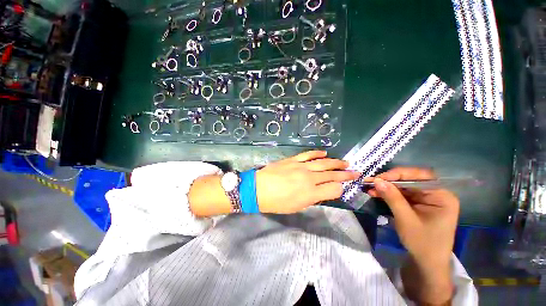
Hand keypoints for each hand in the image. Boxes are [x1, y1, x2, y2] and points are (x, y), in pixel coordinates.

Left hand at [256, 150, 359, 213]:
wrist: (258, 189)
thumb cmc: (276, 203)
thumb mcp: (296, 206)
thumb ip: (312, 198)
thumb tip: (322, 191)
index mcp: (311, 193)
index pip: (333, 189)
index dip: (341, 189)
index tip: (343, 187)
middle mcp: (309, 178)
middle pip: (332, 174)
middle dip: (345, 174)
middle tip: (355, 172)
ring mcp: (301, 166)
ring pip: (323, 163)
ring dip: (335, 162)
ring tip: (345, 162)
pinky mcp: (293, 160)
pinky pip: (308, 154)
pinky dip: (317, 153)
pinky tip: (324, 153)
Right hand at [366, 167, 458, 303]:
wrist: (427, 263)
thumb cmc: (422, 243)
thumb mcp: (406, 220)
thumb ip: (392, 198)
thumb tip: (377, 180)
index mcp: (442, 196)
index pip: (420, 177)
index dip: (398, 174)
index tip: (378, 178)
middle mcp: (436, 193)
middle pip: (410, 180)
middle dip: (389, 181)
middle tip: (371, 182)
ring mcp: (426, 198)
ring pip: (403, 186)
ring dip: (386, 187)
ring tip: (370, 188)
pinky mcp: (418, 203)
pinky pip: (402, 194)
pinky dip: (389, 193)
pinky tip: (377, 193)